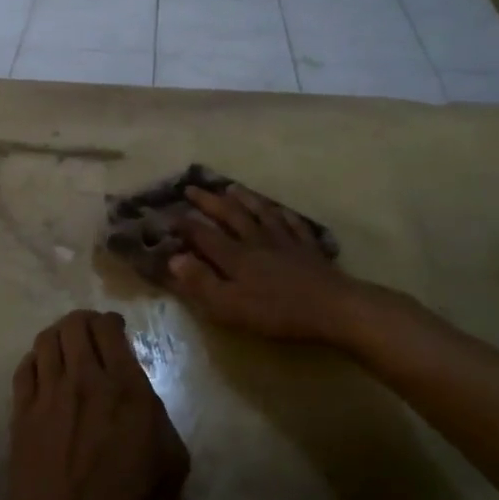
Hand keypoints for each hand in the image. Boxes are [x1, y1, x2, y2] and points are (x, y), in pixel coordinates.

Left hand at [3, 311, 190, 499]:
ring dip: (59, 336)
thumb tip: (141, 395)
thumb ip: (160, 415)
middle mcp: (83, 381)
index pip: (109, 329)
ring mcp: (46, 397)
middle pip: (74, 325)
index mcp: (125, 389)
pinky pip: (24, 368)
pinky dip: (35, 360)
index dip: (111, 322)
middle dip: (84, 322)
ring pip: (45, 340)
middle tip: (92, 335)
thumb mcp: (171, 463)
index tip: (115, 330)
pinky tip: (44, 372)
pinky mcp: (20, 416)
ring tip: (67, 348)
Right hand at [169, 185, 376, 344]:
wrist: (331, 307)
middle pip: (230, 215)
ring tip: (231, 187)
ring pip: (261, 212)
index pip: (203, 235)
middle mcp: (256, 241)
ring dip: (244, 198)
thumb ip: (201, 282)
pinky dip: (282, 213)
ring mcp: (285, 241)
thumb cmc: (276, 312)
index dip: (184, 223)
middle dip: (209, 202)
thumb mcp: (230, 306)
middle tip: (192, 188)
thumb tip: (174, 259)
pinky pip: (293, 224)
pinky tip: (280, 209)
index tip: (167, 212)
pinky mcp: (308, 248)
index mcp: (235, 256)